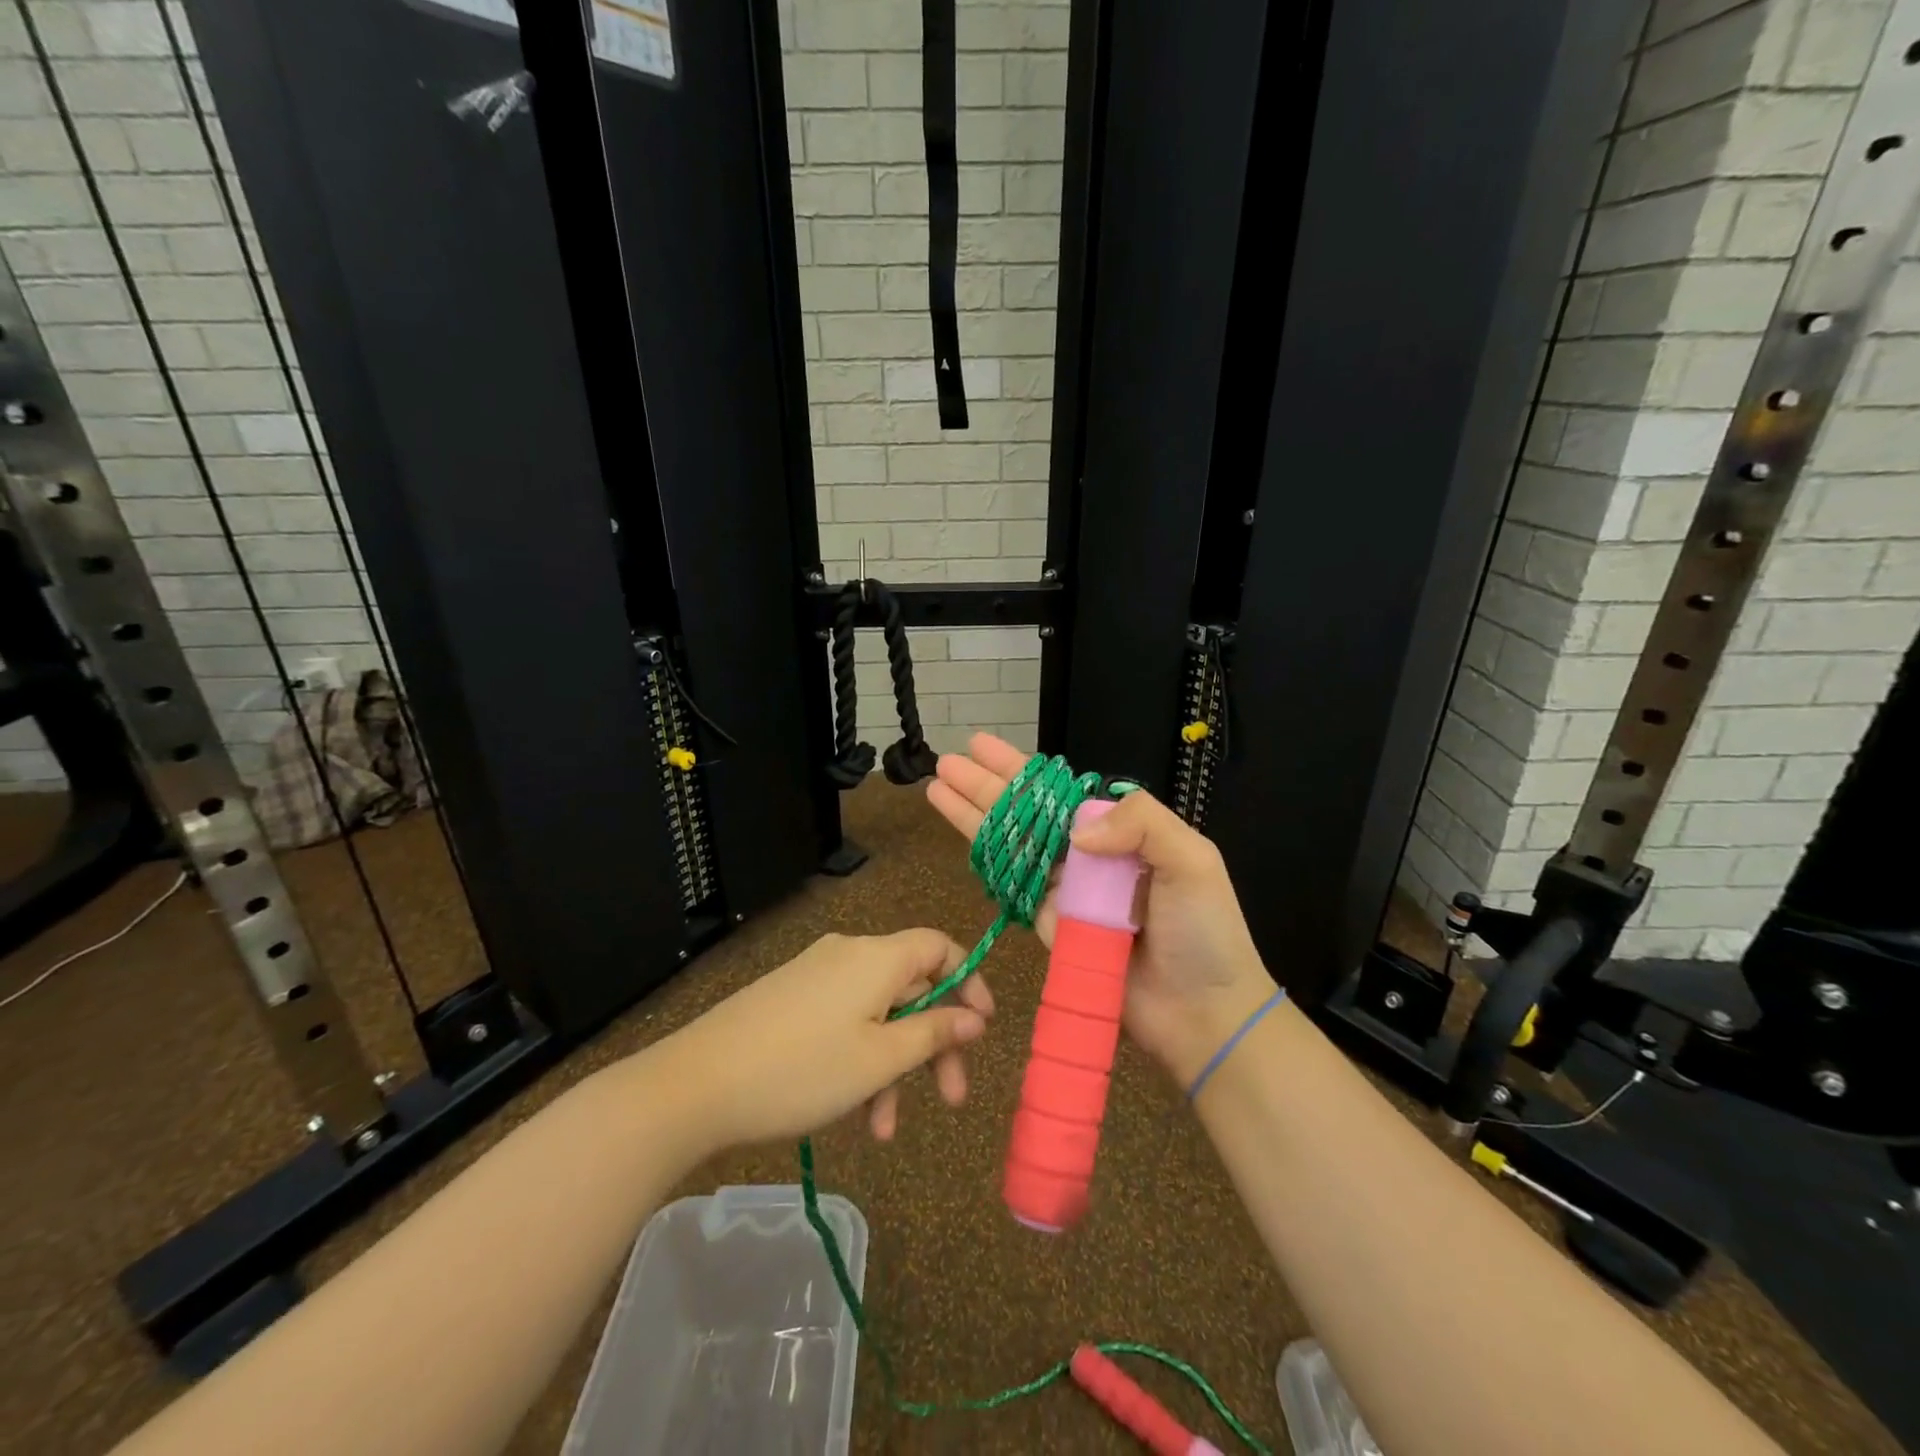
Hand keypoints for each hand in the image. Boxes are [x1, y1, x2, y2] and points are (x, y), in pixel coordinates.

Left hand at [664, 929, 994, 1148]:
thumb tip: (974, 1018)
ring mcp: (817, 977)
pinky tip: (853, 1115)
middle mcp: (849, 955)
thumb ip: (934, 1034)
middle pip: (911, 987)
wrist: (696, 1085)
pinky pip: (845, 1023)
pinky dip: (860, 1061)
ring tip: (883, 1130)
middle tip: (952, 1100)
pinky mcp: (792, 1001)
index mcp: (876, 957)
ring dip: (892, 1067)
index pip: (939, 947)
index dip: (968, 981)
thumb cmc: (802, 1070)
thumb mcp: (879, 1059)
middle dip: (934, 1044)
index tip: (982, 1027)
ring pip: (878, 1015)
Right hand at [927, 733, 1272, 1085]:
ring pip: (1010, 843)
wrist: (1202, 1013)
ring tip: (937, 788)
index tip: (983, 746)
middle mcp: (1088, 855)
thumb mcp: (1193, 860)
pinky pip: (1013, 886)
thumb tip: (1075, 832)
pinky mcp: (1049, 926)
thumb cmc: (1204, 932)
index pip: (1060, 790)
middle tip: (946, 761)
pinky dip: (986, 860)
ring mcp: (1065, 890)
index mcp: (1121, 831)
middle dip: (984, 786)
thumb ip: (1141, 823)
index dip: (1019, 769)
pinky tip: (961, 838)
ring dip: (973, 816)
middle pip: (1025, 812)